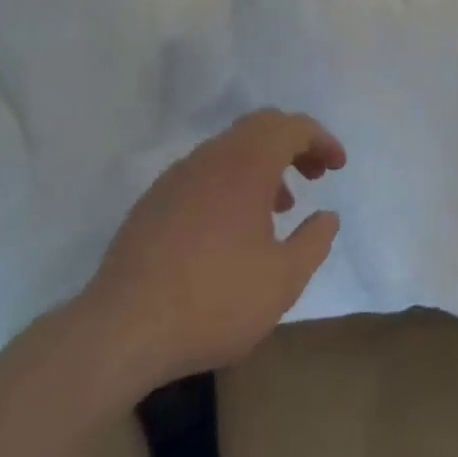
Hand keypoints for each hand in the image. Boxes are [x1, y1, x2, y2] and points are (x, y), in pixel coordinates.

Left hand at [69, 109, 346, 394]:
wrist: (119, 331)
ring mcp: (179, 175)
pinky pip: (205, 172)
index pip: (294, 127)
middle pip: (262, 126)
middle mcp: (214, 154)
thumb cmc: (212, 300)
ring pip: (232, 148)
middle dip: (294, 144)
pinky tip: (230, 228)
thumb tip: (328, 216)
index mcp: (248, 161)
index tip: (338, 167)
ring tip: (277, 207)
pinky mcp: (154, 200)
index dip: (322, 140)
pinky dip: (231, 182)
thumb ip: (314, 243)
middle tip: (313, 174)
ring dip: (262, 165)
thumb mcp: (282, 282)